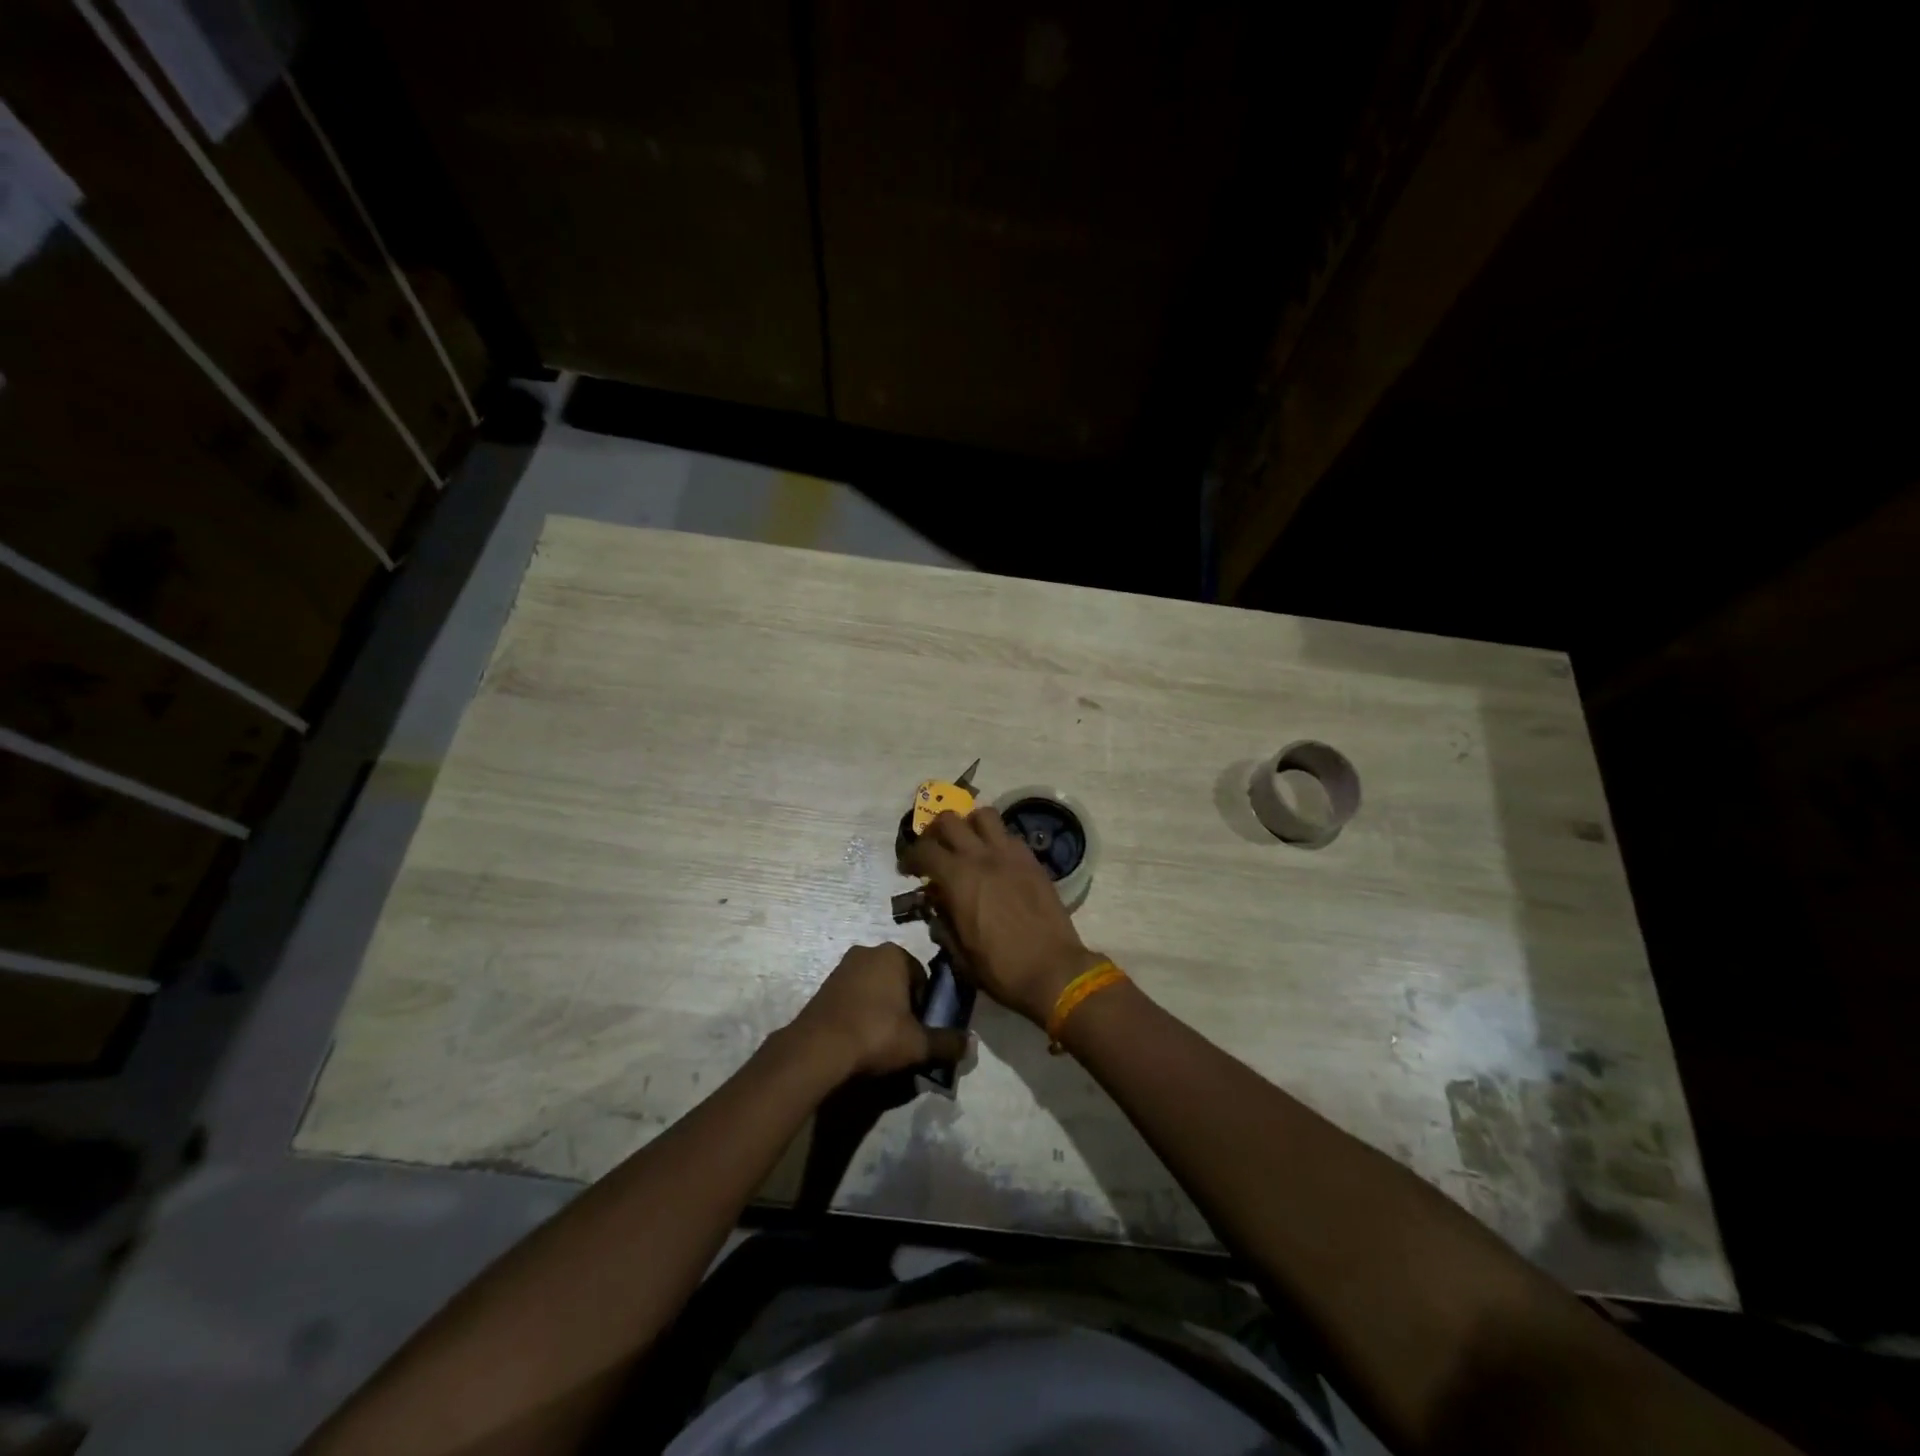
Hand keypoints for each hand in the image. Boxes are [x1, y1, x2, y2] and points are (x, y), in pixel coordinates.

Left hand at [788, 943, 969, 1078]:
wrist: (818, 1049)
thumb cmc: (876, 1034)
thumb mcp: (919, 1043)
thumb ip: (947, 1042)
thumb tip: (971, 1045)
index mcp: (894, 954)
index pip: (922, 977)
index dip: (925, 1005)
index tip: (919, 1029)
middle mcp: (867, 951)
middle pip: (896, 980)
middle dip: (902, 1005)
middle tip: (901, 1036)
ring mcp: (842, 967)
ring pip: (873, 988)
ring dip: (879, 1009)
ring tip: (879, 1041)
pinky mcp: (823, 985)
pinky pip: (852, 997)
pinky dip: (858, 1013)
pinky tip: (858, 1039)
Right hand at [904, 807, 1106, 1025]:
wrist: (1053, 970)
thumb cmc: (1001, 968)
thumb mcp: (959, 953)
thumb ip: (942, 922)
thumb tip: (935, 903)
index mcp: (958, 879)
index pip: (924, 850)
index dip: (909, 857)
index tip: (907, 869)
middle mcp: (982, 856)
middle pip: (949, 820)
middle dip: (934, 832)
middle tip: (933, 850)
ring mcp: (1010, 854)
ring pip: (983, 815)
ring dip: (968, 825)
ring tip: (966, 844)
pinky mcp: (1032, 860)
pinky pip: (1009, 835)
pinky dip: (995, 840)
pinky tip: (995, 860)